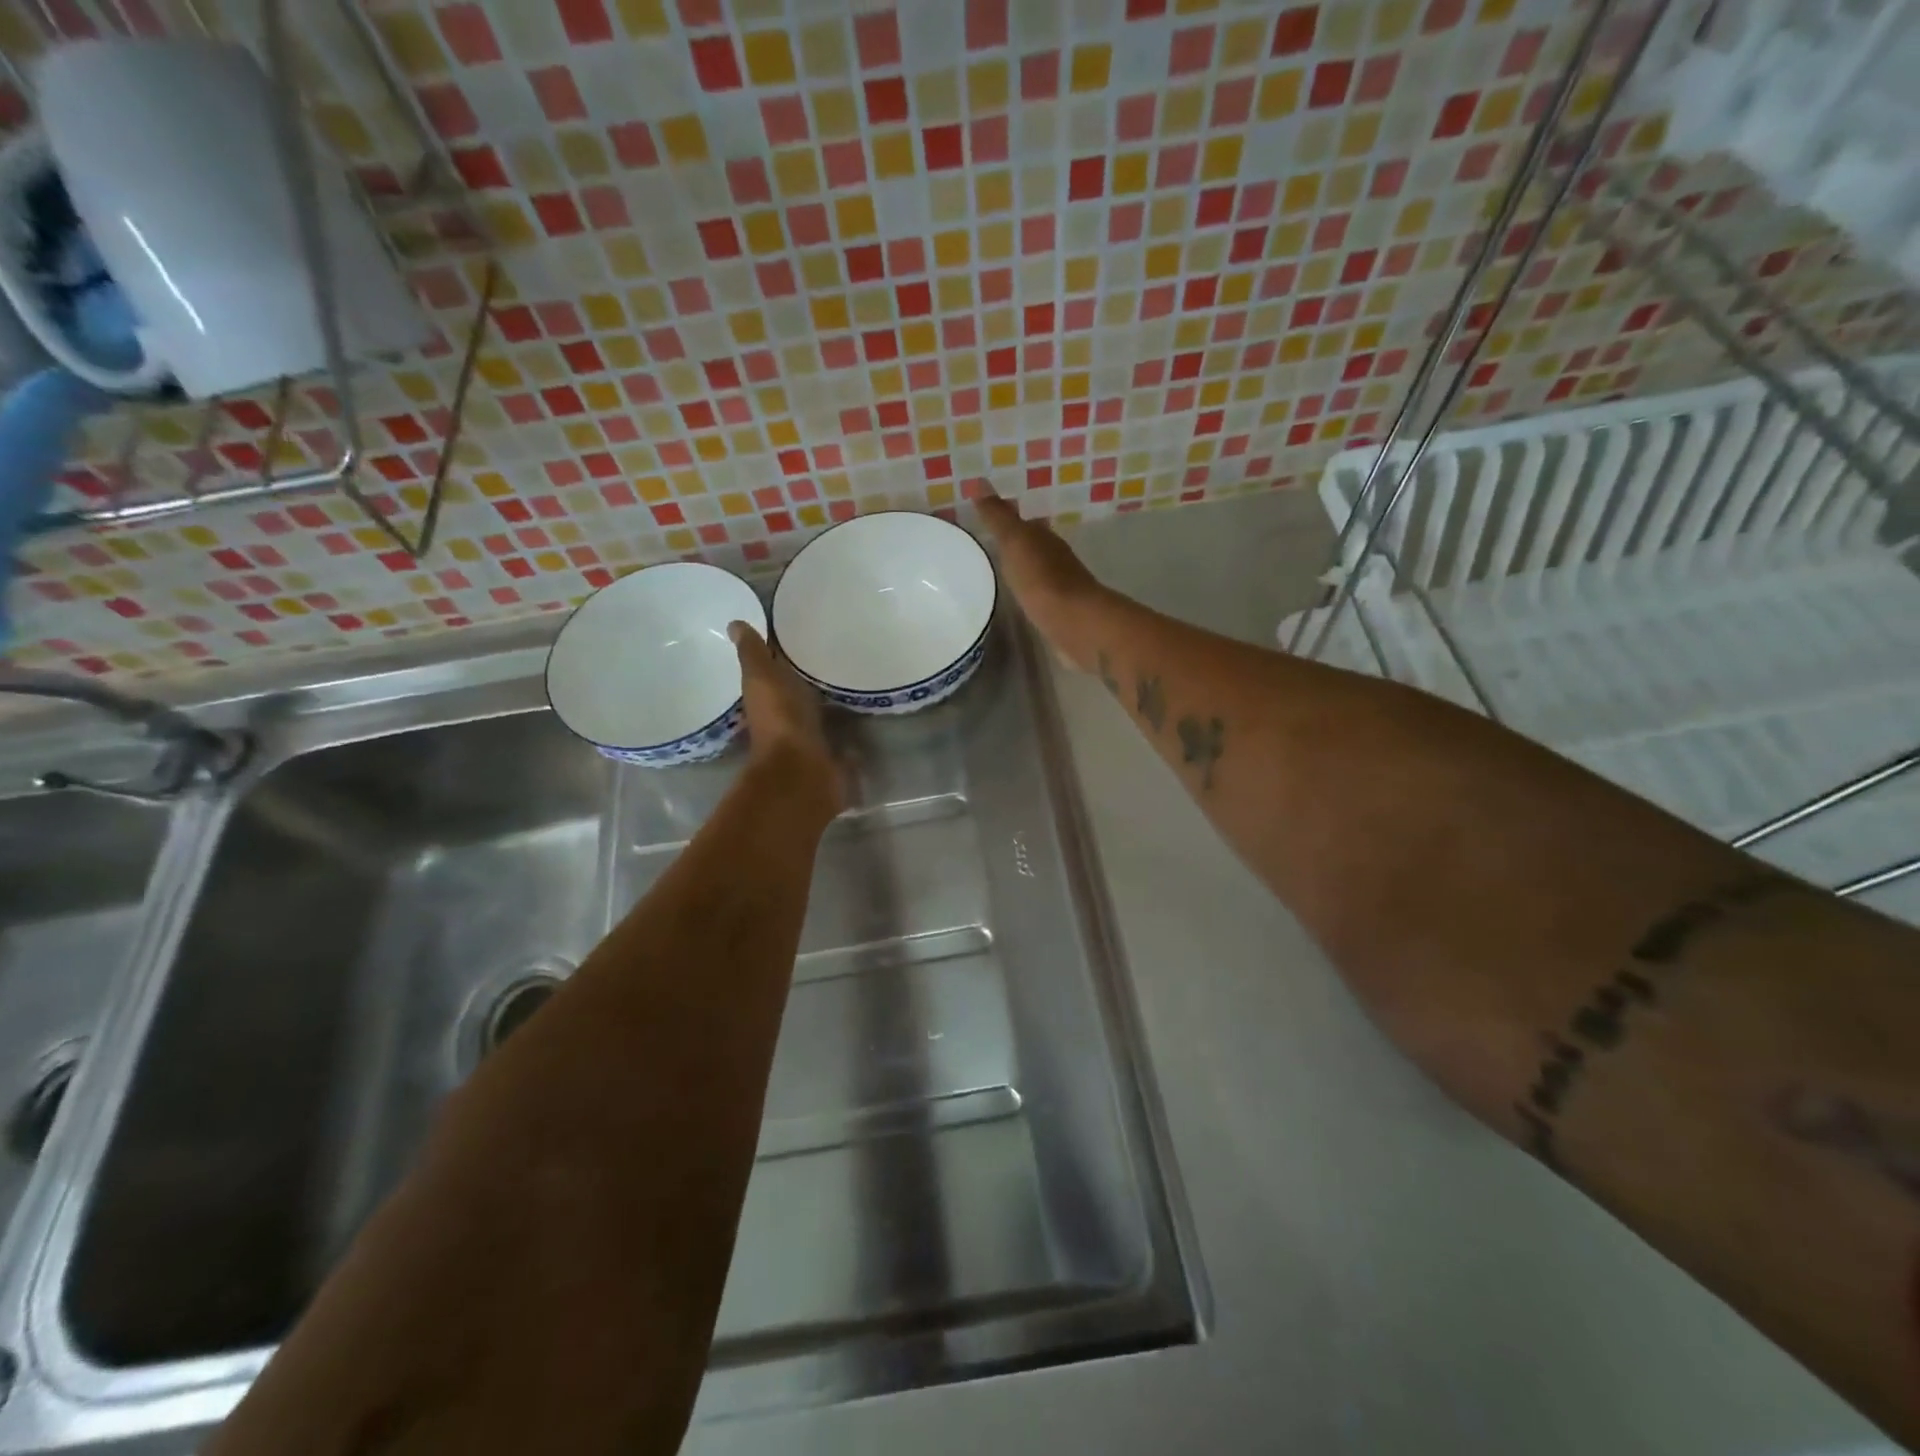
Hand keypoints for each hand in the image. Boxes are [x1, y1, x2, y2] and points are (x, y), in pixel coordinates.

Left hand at [730, 621, 843, 815]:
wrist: (804, 769)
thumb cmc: (780, 717)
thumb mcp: (762, 677)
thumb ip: (753, 653)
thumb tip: (734, 623)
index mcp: (766, 696)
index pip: (771, 667)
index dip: (780, 651)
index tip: (799, 629)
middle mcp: (785, 716)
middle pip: (796, 690)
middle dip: (808, 675)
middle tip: (832, 649)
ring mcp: (809, 737)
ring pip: (818, 710)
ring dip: (828, 699)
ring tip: (852, 675)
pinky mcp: (832, 753)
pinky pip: (840, 732)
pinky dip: (847, 724)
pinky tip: (863, 710)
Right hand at [971, 485, 1105, 671]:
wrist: (1073, 621)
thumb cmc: (1041, 578)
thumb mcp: (1015, 541)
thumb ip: (998, 516)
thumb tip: (980, 482)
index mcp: (1044, 538)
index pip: (1025, 524)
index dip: (1007, 522)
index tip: (987, 523)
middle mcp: (1056, 559)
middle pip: (1033, 548)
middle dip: (1015, 547)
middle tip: (990, 549)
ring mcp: (1061, 587)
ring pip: (1037, 572)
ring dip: (1023, 571)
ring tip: (1000, 576)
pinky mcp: (1061, 612)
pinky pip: (1040, 597)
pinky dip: (1030, 594)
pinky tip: (1019, 601)